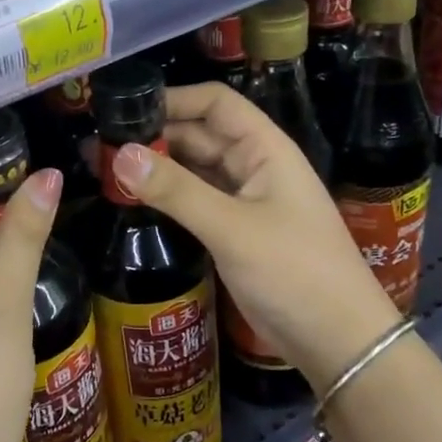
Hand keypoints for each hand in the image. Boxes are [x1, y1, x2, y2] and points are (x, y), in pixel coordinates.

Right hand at [111, 83, 400, 392]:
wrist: (338, 341)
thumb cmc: (294, 272)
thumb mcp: (232, 228)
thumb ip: (176, 190)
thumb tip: (120, 154)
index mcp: (265, 149)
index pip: (216, 104)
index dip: (174, 99)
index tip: (126, 108)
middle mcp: (255, 166)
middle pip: (201, 135)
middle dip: (157, 135)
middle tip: (103, 143)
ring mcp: (246, 200)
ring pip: (196, 169)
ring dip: (159, 167)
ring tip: (108, 167)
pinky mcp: (236, 231)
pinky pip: (197, 200)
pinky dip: (169, 196)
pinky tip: (136, 199)